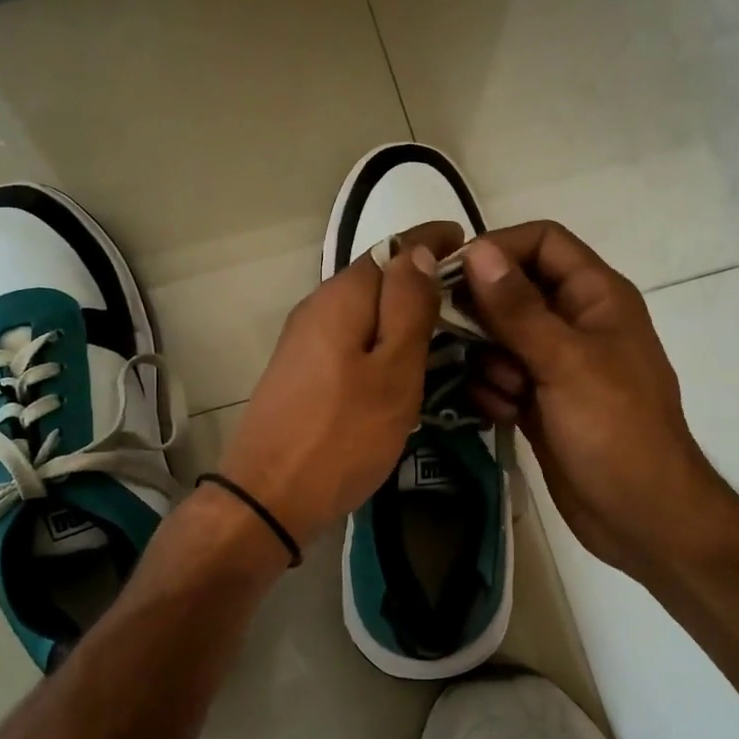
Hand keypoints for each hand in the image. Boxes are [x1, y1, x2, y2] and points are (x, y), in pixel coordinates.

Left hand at [217, 222, 465, 548]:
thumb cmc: (343, 435)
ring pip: (364, 312)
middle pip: (376, 278)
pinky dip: (382, 342)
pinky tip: (403, 366)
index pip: (393, 247)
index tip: (470, 245)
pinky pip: (351, 340)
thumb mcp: (393, 371)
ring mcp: (304, 341)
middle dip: (421, 280)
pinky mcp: (302, 371)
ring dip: (402, 314)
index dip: (432, 242)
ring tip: (445, 334)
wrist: (269, 497)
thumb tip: (418, 251)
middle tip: (469, 302)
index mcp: (341, 297)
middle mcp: (317, 307)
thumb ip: (408, 307)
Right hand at [461, 222, 726, 578]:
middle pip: (513, 289)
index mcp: (596, 297)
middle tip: (451, 334)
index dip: (499, 247)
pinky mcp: (539, 401)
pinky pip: (500, 377)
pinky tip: (505, 415)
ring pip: (499, 337)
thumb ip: (518, 308)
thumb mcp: (566, 362)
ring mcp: (556, 364)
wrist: (640, 515)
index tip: (452, 273)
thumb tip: (476, 251)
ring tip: (506, 391)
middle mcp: (575, 322)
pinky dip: (494, 392)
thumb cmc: (615, 430)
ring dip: (489, 361)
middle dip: (483, 312)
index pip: (543, 242)